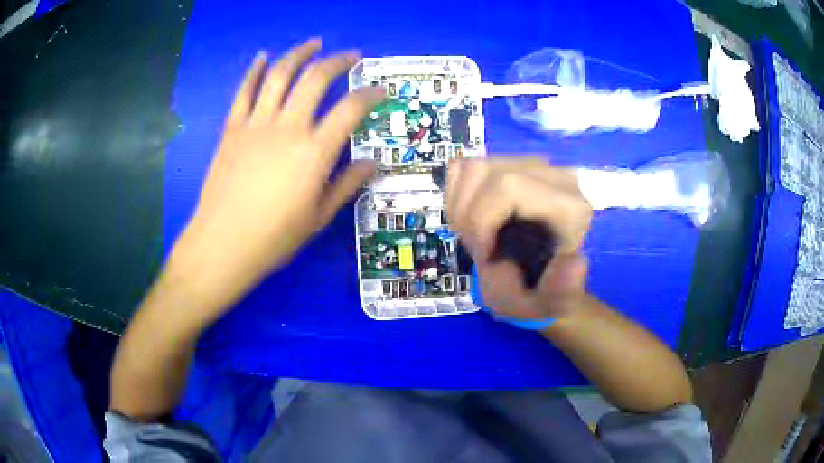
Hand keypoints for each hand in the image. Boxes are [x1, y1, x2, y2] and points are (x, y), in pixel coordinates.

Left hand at [172, 39, 384, 310]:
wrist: (222, 244)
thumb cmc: (273, 237)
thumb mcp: (318, 217)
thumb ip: (346, 185)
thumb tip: (371, 163)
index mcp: (313, 152)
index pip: (350, 110)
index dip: (370, 95)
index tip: (380, 90)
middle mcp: (287, 128)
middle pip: (315, 79)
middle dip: (338, 61)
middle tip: (351, 56)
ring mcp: (256, 125)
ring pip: (279, 75)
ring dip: (298, 54)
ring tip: (313, 43)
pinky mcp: (232, 129)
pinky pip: (243, 92)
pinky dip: (254, 71)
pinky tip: (262, 56)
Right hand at [446, 158, 591, 319]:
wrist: (544, 279)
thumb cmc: (542, 292)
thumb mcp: (550, 305)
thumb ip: (561, 293)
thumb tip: (575, 262)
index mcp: (570, 206)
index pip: (508, 186)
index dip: (482, 219)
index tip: (483, 254)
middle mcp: (555, 176)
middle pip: (484, 171)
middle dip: (467, 216)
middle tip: (476, 249)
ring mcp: (532, 165)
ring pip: (473, 166)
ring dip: (460, 207)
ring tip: (473, 236)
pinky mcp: (512, 163)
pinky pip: (469, 166)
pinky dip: (458, 195)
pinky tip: (471, 219)